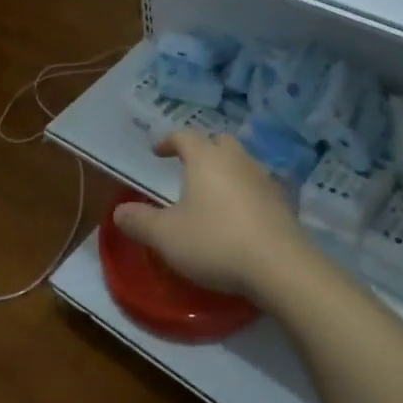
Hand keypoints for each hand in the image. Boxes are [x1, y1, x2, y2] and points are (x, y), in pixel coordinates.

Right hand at [112, 130, 308, 302]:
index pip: (185, 136)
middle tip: (188, 166)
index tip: (157, 151)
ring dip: (226, 170)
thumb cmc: (215, 242)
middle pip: (219, 142)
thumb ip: (140, 222)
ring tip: (213, 192)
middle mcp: (237, 160)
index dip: (168, 141)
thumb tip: (118, 211)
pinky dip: (245, 192)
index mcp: (206, 158)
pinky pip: (258, 186)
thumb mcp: (166, 236)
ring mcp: (264, 179)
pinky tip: (239, 215)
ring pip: (242, 162)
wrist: (280, 266)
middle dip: (202, 149)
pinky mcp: (283, 203)